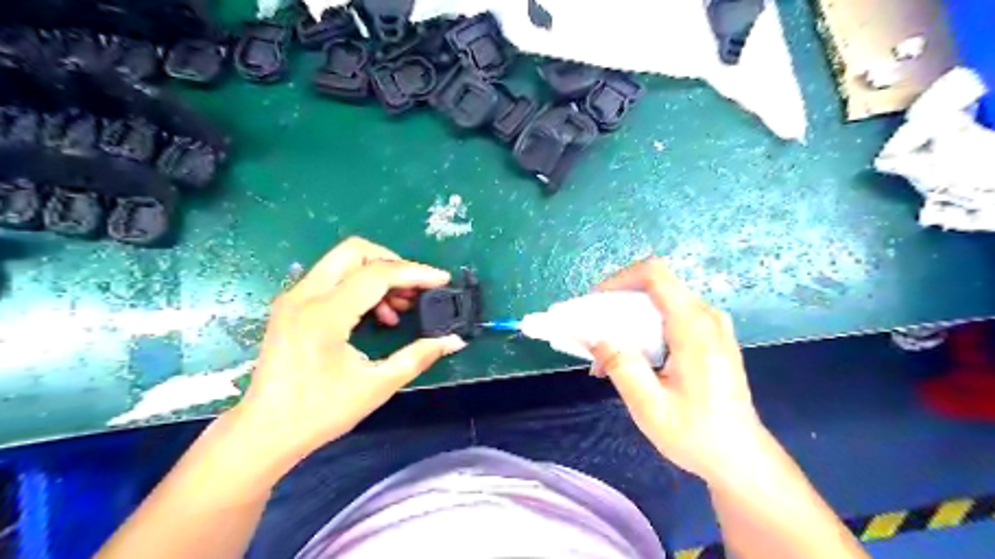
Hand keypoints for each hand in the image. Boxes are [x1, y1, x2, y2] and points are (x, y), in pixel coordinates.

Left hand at [236, 235, 467, 465]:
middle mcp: (305, 296)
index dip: (416, 273)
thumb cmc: (320, 413)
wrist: (264, 432)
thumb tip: (454, 340)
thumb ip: (418, 356)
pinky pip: (332, 278)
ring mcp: (294, 297)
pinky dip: (360, 285)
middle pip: (355, 251)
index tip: (442, 280)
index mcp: (324, 315)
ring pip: (343, 261)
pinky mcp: (291, 305)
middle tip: (416, 288)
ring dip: (377, 275)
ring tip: (400, 308)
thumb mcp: (377, 386)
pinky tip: (377, 315)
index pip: (377, 274)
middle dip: (393, 263)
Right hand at [594, 260, 763, 481]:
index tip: (595, 303)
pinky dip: (644, 330)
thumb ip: (621, 366)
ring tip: (607, 355)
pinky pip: (670, 317)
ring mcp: (711, 326)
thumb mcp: (650, 406)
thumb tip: (593, 336)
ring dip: (628, 321)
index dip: (619, 279)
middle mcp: (706, 317)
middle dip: (617, 305)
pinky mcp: (710, 338)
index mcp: (693, 327)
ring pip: (659, 303)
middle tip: (594, 334)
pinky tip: (631, 360)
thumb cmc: (697, 435)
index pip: (654, 275)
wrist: (740, 458)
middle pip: (654, 288)